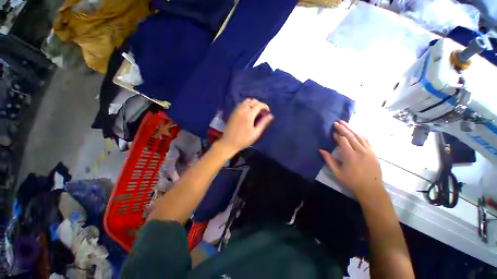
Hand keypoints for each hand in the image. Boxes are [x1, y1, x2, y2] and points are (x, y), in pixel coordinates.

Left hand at [218, 98, 273, 153]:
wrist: (228, 143)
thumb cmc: (243, 140)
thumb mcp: (255, 133)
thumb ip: (263, 123)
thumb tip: (270, 116)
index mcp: (248, 115)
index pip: (259, 105)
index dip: (265, 106)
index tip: (268, 112)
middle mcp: (242, 110)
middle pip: (253, 101)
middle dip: (259, 105)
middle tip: (262, 113)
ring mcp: (236, 110)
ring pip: (246, 101)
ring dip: (253, 104)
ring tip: (256, 112)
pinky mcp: (233, 112)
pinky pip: (241, 104)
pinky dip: (247, 105)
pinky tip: (249, 113)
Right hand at [320, 121, 382, 196]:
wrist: (371, 189)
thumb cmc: (351, 181)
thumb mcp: (337, 172)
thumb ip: (329, 160)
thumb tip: (321, 150)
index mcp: (350, 156)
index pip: (343, 141)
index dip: (337, 135)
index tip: (333, 131)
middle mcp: (361, 151)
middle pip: (351, 136)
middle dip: (344, 128)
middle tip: (337, 122)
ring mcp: (369, 151)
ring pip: (360, 136)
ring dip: (352, 129)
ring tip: (346, 123)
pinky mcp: (374, 153)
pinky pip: (367, 140)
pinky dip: (361, 134)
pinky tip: (357, 131)